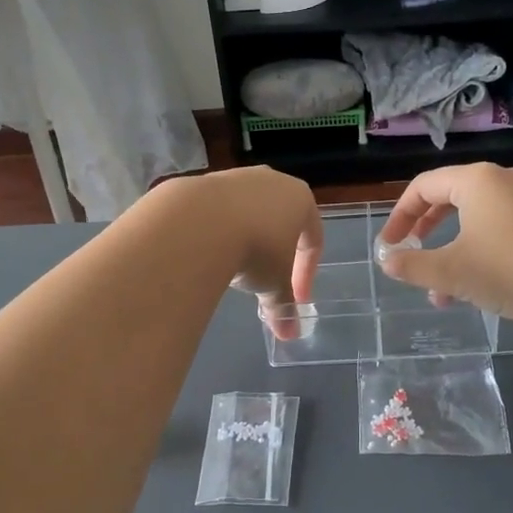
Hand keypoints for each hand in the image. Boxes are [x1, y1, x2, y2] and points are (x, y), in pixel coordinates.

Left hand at [162, 168, 322, 336]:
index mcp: (301, 199)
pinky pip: (219, 212)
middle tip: (265, 282)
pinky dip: (219, 233)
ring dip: (246, 242)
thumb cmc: (255, 249)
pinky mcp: (204, 181)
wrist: (199, 221)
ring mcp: (237, 177)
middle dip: (275, 255)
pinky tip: (209, 253)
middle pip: (281, 222)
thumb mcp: (274, 283)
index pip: (313, 239)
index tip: (295, 299)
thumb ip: (283, 306)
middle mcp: (272, 180)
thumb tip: (290, 335)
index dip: (306, 273)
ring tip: (234, 270)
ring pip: (249, 214)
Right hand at [375, 163, 512, 327]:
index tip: (388, 244)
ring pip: (478, 220)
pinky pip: (504, 230)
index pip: (424, 186)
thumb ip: (412, 265)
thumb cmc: (506, 270)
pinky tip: (477, 289)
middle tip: (410, 253)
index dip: (400, 215)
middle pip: (452, 198)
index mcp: (477, 180)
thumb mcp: (450, 271)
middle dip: (427, 232)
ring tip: (442, 291)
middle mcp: (505, 179)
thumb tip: (387, 262)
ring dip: (454, 251)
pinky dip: (482, 252)